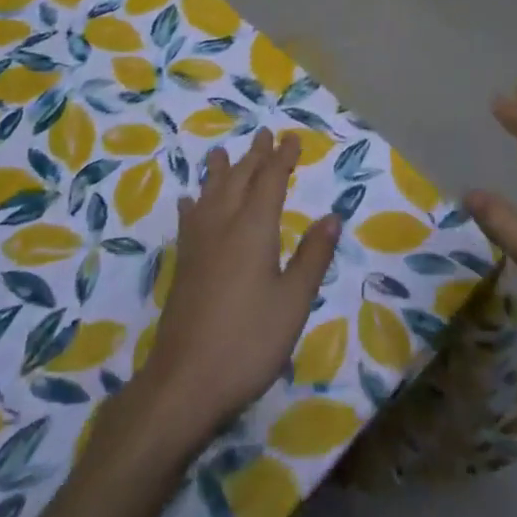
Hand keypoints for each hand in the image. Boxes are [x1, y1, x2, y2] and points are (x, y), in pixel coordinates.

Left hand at [134, 130, 341, 443]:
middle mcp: (223, 225)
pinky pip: (190, 218)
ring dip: (222, 170)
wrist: (185, 382)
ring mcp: (198, 244)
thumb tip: (333, 217)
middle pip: (240, 179)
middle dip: (254, 156)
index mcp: (254, 228)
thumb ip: (312, 257)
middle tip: (264, 134)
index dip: (282, 158)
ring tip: (224, 152)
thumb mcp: (293, 302)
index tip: (292, 138)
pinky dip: (195, 202)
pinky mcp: (183, 265)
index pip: (271, 181)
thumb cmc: (249, 342)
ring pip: (211, 193)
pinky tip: (190, 202)